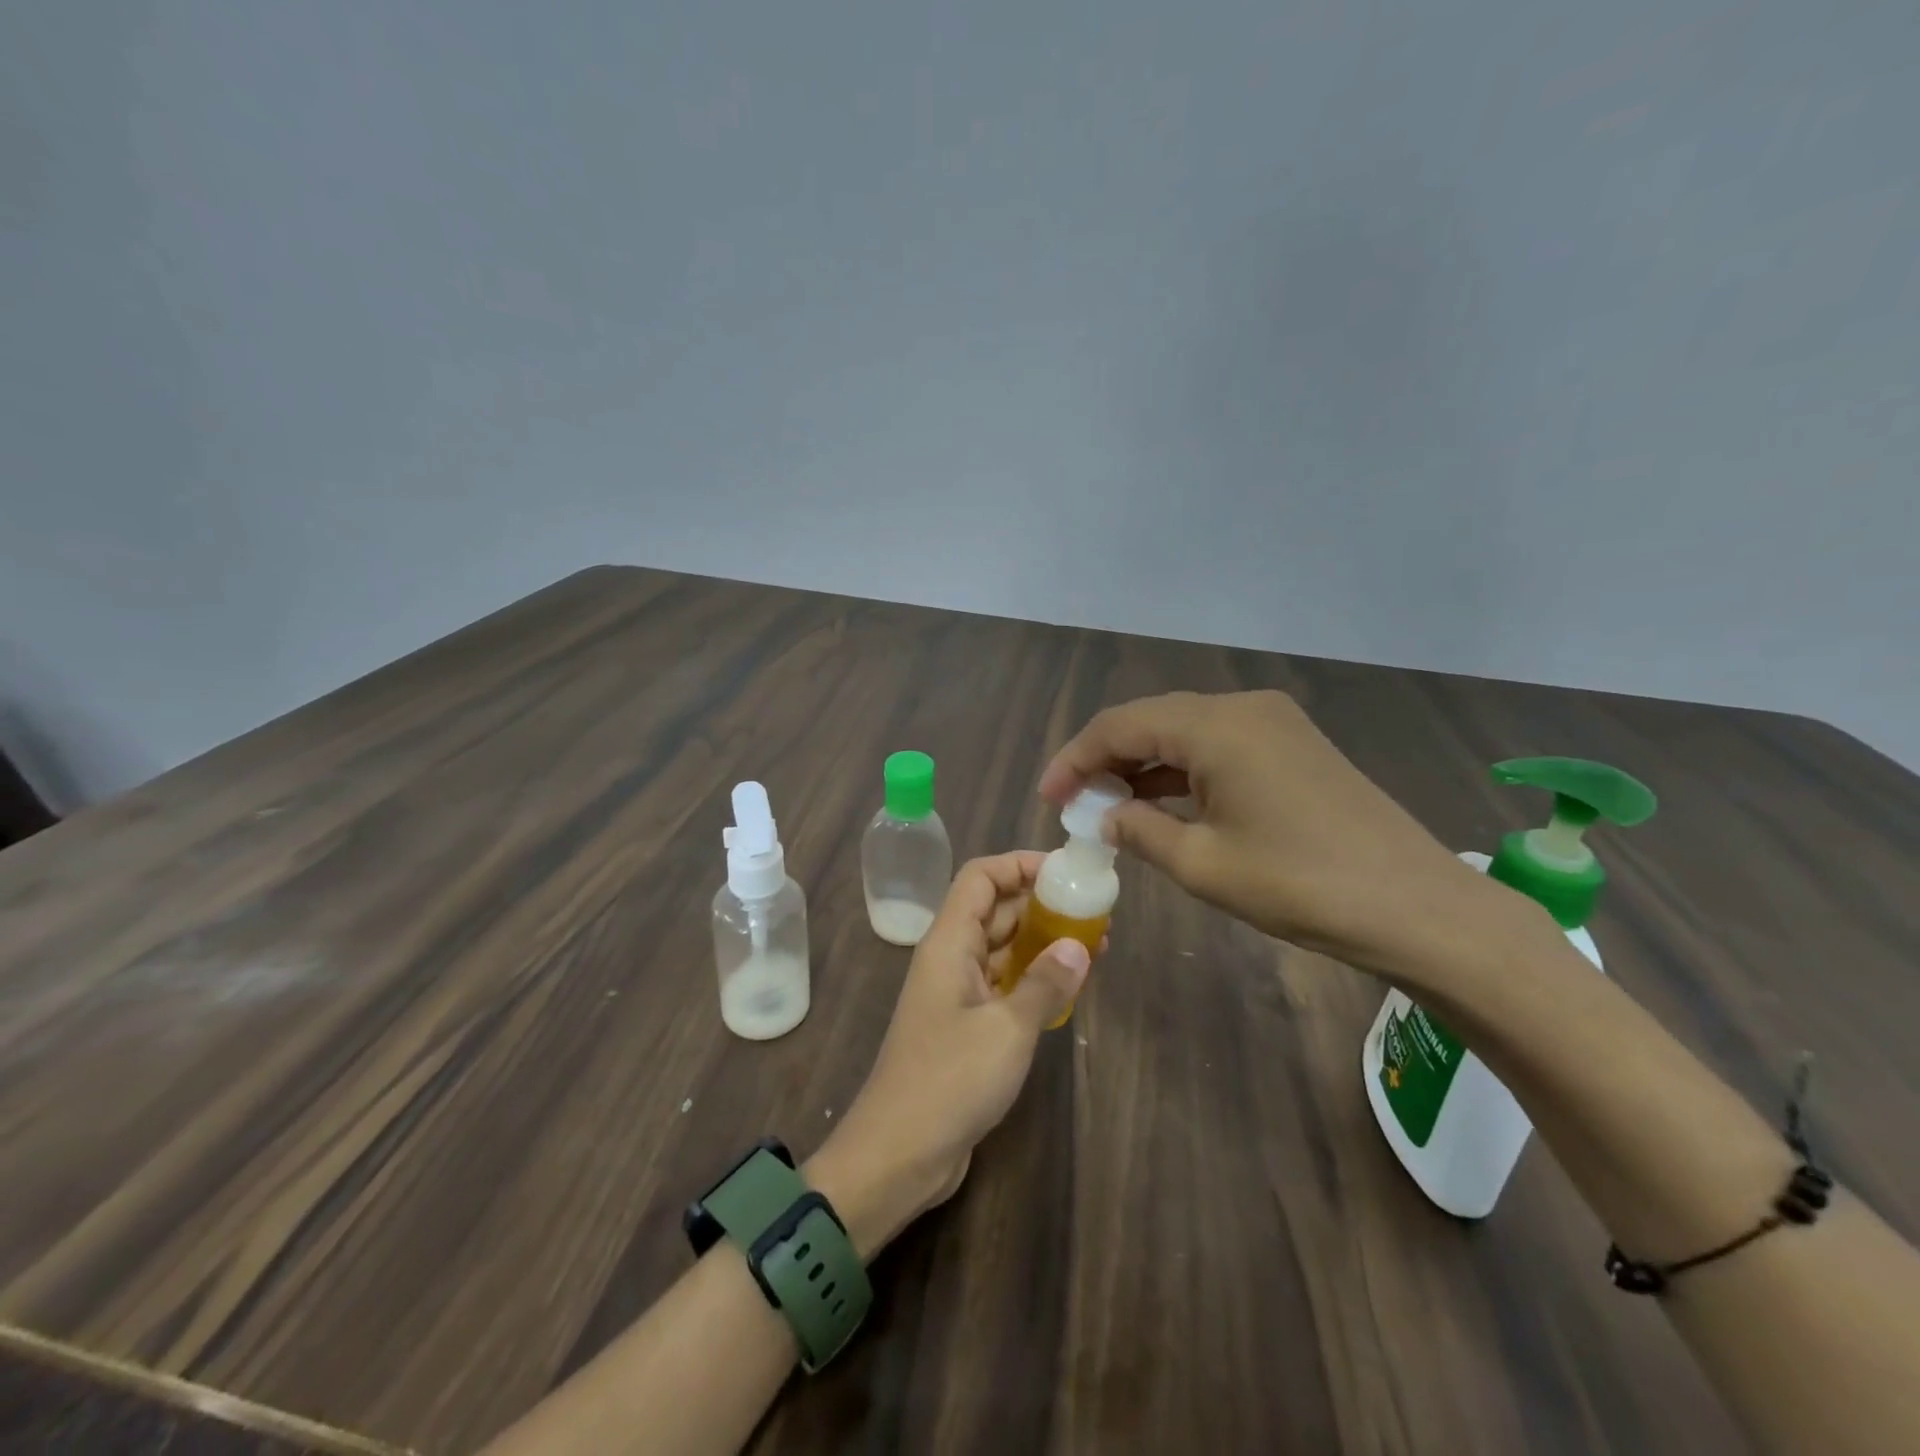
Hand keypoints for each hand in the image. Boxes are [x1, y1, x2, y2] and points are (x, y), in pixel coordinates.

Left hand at [806, 852, 1091, 1256]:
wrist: (899, 1152)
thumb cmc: (950, 1080)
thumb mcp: (1007, 1030)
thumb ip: (1045, 983)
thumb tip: (1079, 946)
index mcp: (949, 942)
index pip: (980, 877)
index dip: (1020, 864)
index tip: (1066, 872)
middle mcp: (951, 957)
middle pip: (995, 909)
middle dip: (1042, 903)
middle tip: (1095, 912)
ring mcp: (957, 992)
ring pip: (1002, 947)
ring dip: (1043, 941)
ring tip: (1095, 945)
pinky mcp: (966, 1024)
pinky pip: (1003, 982)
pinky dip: (1033, 976)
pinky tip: (1069, 985)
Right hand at [1039, 690, 1486, 969]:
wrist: (1418, 908)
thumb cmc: (1301, 885)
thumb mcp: (1203, 864)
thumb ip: (1140, 830)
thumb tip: (1107, 815)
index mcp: (1216, 725)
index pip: (1121, 725)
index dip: (1075, 758)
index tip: (1048, 797)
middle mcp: (1242, 708)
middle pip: (1151, 721)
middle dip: (1106, 759)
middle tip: (1074, 802)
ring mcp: (1273, 724)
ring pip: (1184, 733)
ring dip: (1143, 766)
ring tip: (1107, 806)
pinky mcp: (1293, 747)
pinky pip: (1218, 748)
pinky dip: (1181, 772)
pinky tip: (1161, 804)